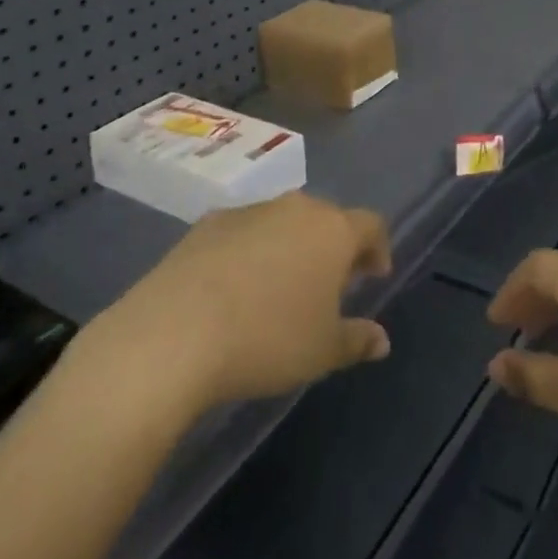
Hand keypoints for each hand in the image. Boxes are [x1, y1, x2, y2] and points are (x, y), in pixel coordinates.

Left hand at [75, 193, 392, 415]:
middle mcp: (297, 207)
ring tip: (280, 287)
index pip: (371, 225)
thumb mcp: (322, 351)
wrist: (176, 331)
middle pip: (327, 218)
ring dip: (291, 246)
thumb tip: (381, 340)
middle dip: (333, 247)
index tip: (374, 276)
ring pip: (285, 221)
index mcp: (334, 230)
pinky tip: (235, 287)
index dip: (378, 248)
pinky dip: (251, 250)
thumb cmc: (268, 339)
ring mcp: (252, 210)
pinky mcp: (211, 221)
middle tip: (329, 284)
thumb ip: (357, 340)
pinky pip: (245, 231)